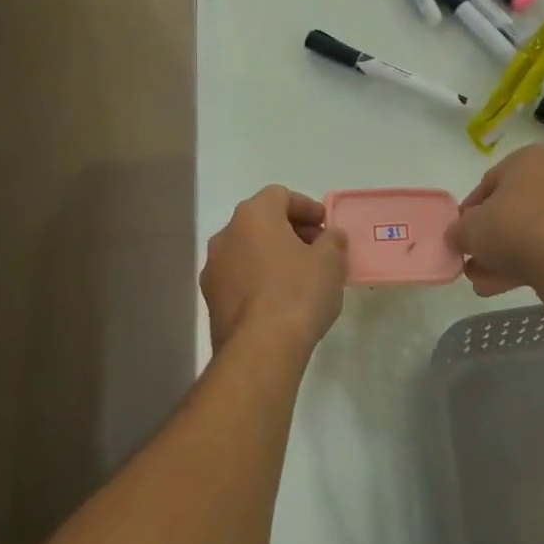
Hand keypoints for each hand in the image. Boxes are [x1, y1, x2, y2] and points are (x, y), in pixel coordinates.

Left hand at [201, 186, 349, 354]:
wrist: (260, 348)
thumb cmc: (298, 293)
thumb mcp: (330, 262)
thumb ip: (333, 241)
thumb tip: (331, 236)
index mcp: (253, 216)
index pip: (279, 195)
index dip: (306, 207)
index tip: (326, 226)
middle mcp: (226, 235)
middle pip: (261, 222)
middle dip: (291, 232)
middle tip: (317, 250)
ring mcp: (214, 268)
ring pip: (248, 251)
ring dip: (272, 256)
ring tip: (300, 277)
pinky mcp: (211, 299)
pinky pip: (239, 277)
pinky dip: (259, 279)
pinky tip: (280, 300)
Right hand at [449, 144, 543, 296]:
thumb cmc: (513, 228)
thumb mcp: (468, 229)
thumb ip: (458, 231)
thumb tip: (458, 236)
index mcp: (528, 159)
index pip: (489, 183)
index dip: (469, 212)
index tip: (460, 234)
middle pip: (513, 209)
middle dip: (490, 237)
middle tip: (473, 260)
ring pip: (532, 231)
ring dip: (506, 255)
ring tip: (485, 282)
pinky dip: (530, 262)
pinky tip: (507, 285)